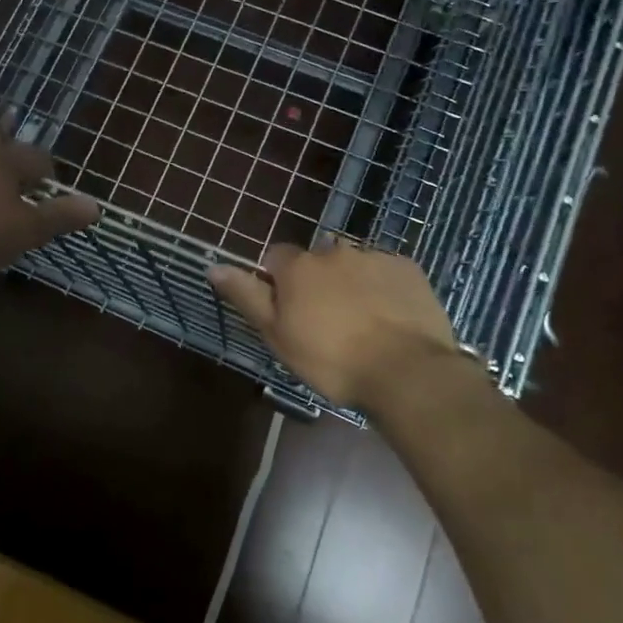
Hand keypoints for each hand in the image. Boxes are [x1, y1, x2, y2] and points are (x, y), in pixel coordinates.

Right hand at [208, 241, 472, 409]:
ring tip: (362, 322)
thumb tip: (214, 266)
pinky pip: (387, 272)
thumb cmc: (330, 359)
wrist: (405, 371)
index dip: (278, 282)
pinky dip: (384, 288)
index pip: (276, 257)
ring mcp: (375, 257)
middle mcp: (335, 250)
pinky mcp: (408, 269)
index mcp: (299, 266)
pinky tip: (390, 319)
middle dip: (318, 281)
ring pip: (354, 264)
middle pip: (317, 259)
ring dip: (352, 282)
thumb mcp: (277, 334)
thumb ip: (246, 296)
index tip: (288, 311)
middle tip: (326, 321)